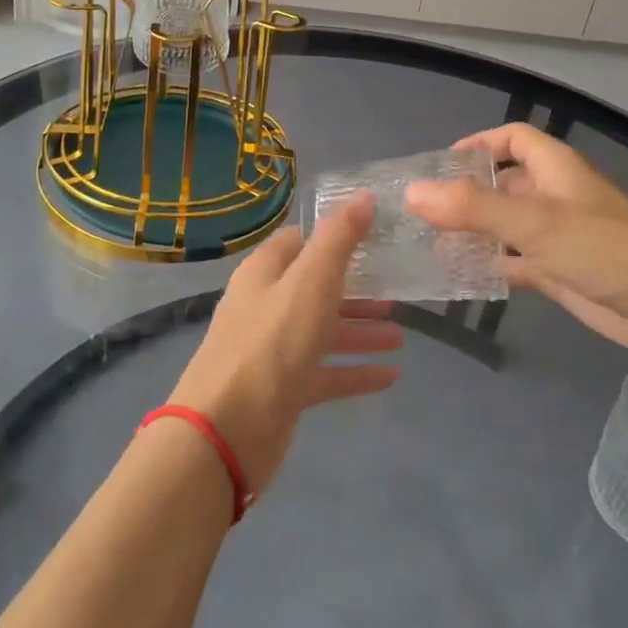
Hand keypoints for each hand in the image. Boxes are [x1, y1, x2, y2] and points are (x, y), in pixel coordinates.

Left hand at [166, 193, 401, 500]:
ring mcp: (273, 351)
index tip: (375, 235)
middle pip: (315, 289)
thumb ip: (339, 239)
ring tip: (401, 335)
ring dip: (360, 330)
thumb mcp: (310, 282)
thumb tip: (365, 196)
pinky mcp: (283, 390)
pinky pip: (326, 373)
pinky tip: (390, 375)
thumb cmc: (271, 345)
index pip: (299, 241)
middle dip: (356, 289)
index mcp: (265, 274)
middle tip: (397, 289)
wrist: (226, 431)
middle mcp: (266, 307)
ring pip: (323, 332)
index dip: (334, 235)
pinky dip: (355, 371)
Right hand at [405, 124, 627, 356]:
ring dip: (475, 232)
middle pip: (504, 183)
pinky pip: (516, 260)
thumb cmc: (601, 247)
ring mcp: (557, 235)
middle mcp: (554, 195)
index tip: (441, 166)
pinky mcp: (559, 269)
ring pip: (507, 225)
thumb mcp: (533, 221)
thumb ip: (472, 207)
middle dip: (467, 194)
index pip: (512, 138)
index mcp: (553, 168)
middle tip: (423, 212)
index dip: (479, 144)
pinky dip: (491, 265)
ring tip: (430, 243)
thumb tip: (414, 192)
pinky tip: (461, 276)